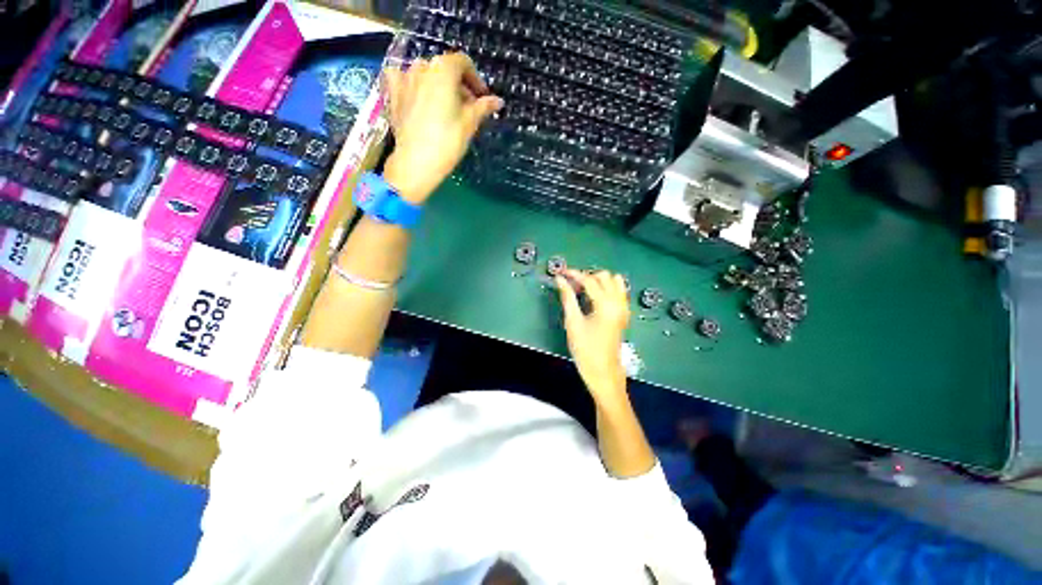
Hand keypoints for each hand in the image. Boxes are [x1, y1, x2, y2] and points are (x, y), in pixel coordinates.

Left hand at [382, 52, 502, 203]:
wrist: (416, 163)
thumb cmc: (448, 141)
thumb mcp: (470, 123)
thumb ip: (483, 107)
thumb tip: (498, 101)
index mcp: (443, 69)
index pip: (463, 63)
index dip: (476, 79)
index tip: (482, 99)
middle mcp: (421, 67)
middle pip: (445, 69)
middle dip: (459, 85)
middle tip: (468, 108)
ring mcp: (404, 79)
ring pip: (426, 75)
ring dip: (439, 86)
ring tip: (446, 108)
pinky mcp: (392, 94)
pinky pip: (402, 80)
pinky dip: (413, 85)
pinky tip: (417, 97)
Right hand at [556, 269, 631, 401]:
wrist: (603, 372)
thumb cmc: (586, 350)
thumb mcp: (573, 323)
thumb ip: (567, 298)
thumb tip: (560, 280)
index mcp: (606, 304)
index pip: (589, 280)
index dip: (573, 274)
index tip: (560, 273)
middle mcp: (619, 302)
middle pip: (604, 276)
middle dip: (586, 277)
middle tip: (571, 287)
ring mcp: (623, 308)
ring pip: (614, 281)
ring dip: (598, 281)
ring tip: (583, 291)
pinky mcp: (623, 314)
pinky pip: (618, 292)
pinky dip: (606, 289)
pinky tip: (593, 299)